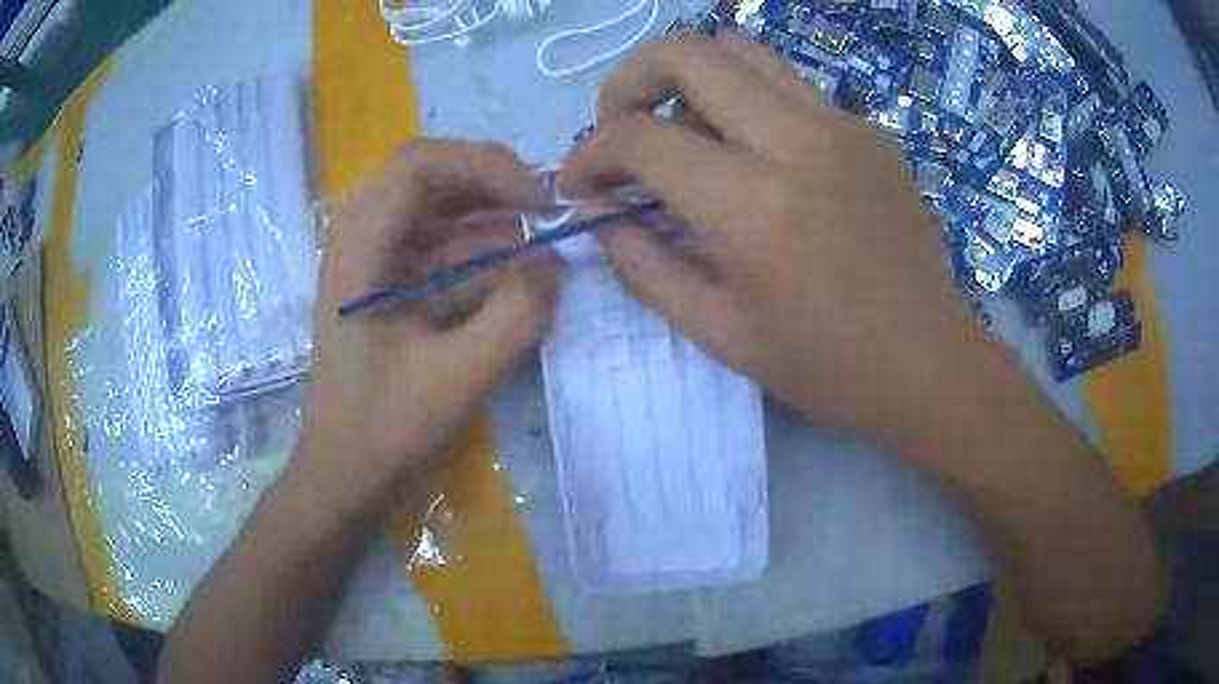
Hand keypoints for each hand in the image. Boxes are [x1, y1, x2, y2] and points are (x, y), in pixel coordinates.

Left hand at [296, 141, 559, 508]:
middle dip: (494, 185)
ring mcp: (376, 259)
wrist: (346, 470)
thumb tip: (556, 260)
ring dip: (493, 219)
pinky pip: (442, 246)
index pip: (419, 165)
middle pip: (431, 176)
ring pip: (441, 208)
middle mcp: (362, 237)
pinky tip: (519, 273)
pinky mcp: (392, 282)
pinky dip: (482, 252)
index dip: (484, 165)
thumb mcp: (458, 375)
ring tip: (545, 242)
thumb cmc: (385, 426)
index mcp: (359, 247)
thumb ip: (517, 314)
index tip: (538, 199)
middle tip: (548, 210)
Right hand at [561, 32, 1009, 459]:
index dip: (589, 154)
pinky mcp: (868, 129)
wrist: (929, 363)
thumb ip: (645, 266)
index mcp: (754, 206)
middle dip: (629, 83)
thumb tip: (605, 215)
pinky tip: (756, 156)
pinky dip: (746, 101)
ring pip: (738, 49)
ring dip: (690, 80)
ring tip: (686, 133)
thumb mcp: (719, 335)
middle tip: (623, 132)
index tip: (580, 184)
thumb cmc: (827, 367)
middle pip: (685, 52)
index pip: (639, 137)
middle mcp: (797, 140)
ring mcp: (842, 124)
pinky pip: (787, 84)